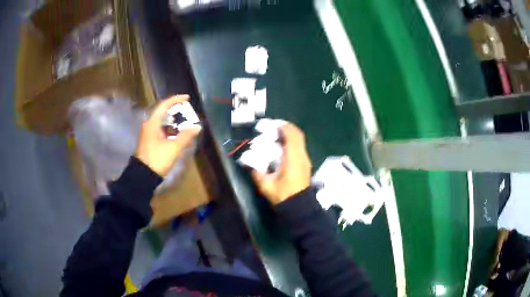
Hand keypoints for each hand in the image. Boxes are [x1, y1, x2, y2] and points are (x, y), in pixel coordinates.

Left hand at [135, 95, 201, 175]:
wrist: (143, 176)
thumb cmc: (157, 159)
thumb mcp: (173, 148)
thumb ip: (186, 136)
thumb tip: (197, 127)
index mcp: (152, 123)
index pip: (164, 105)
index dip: (176, 100)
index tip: (187, 98)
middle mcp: (149, 125)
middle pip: (163, 113)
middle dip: (175, 111)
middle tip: (187, 111)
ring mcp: (148, 134)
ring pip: (162, 123)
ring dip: (173, 122)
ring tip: (185, 123)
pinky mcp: (149, 141)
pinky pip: (160, 130)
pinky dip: (169, 130)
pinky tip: (177, 135)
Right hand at [252, 123, 311, 204]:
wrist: (299, 207)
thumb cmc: (283, 195)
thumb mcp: (266, 185)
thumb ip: (256, 172)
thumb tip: (247, 161)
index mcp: (292, 158)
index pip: (291, 135)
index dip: (283, 127)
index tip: (272, 125)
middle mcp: (301, 156)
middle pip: (298, 135)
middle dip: (287, 128)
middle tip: (274, 128)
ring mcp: (305, 160)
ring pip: (300, 141)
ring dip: (290, 135)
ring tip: (277, 136)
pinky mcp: (305, 164)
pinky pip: (300, 147)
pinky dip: (292, 142)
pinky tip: (283, 148)